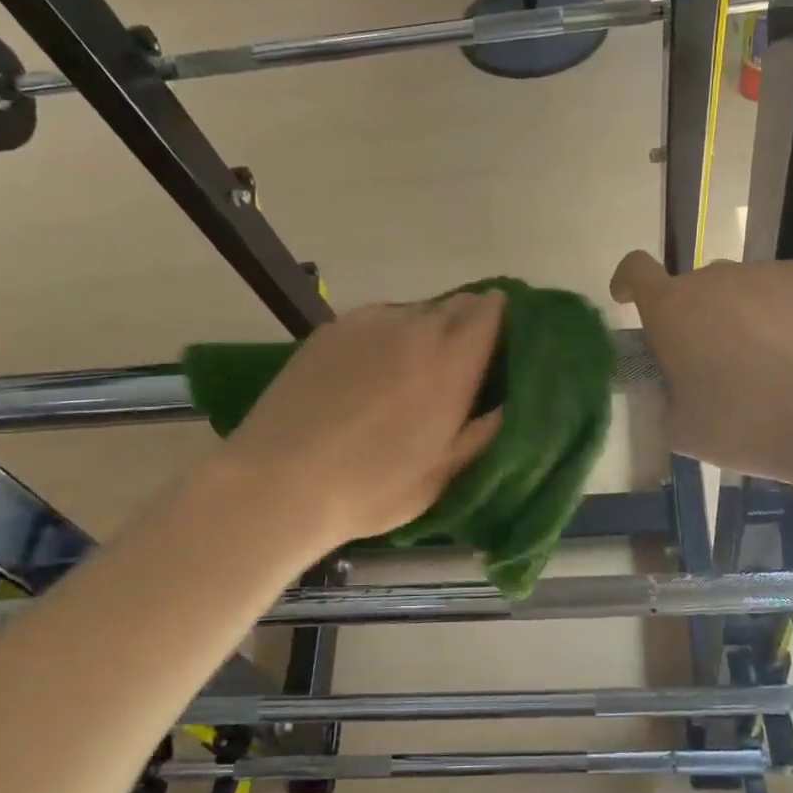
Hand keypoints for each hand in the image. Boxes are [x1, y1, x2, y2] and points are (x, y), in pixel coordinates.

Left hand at [220, 291, 505, 547]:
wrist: (278, 483)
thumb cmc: (372, 488)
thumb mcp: (443, 472)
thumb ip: (485, 430)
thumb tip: (513, 401)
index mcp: (451, 361)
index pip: (493, 309)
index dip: (505, 321)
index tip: (505, 348)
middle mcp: (414, 327)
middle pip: (458, 304)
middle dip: (469, 328)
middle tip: (463, 370)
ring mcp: (368, 322)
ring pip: (416, 312)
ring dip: (427, 334)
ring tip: (410, 377)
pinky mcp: (331, 329)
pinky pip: (377, 321)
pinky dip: (388, 338)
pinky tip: (369, 378)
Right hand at [610, 252, 792, 483]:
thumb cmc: (744, 427)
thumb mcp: (682, 429)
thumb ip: (667, 396)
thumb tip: (677, 389)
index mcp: (673, 309)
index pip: (636, 270)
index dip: (630, 281)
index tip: (632, 298)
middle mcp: (717, 277)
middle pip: (698, 288)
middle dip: (701, 317)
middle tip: (720, 364)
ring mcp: (770, 272)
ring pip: (747, 289)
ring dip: (749, 315)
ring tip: (776, 364)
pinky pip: (792, 293)